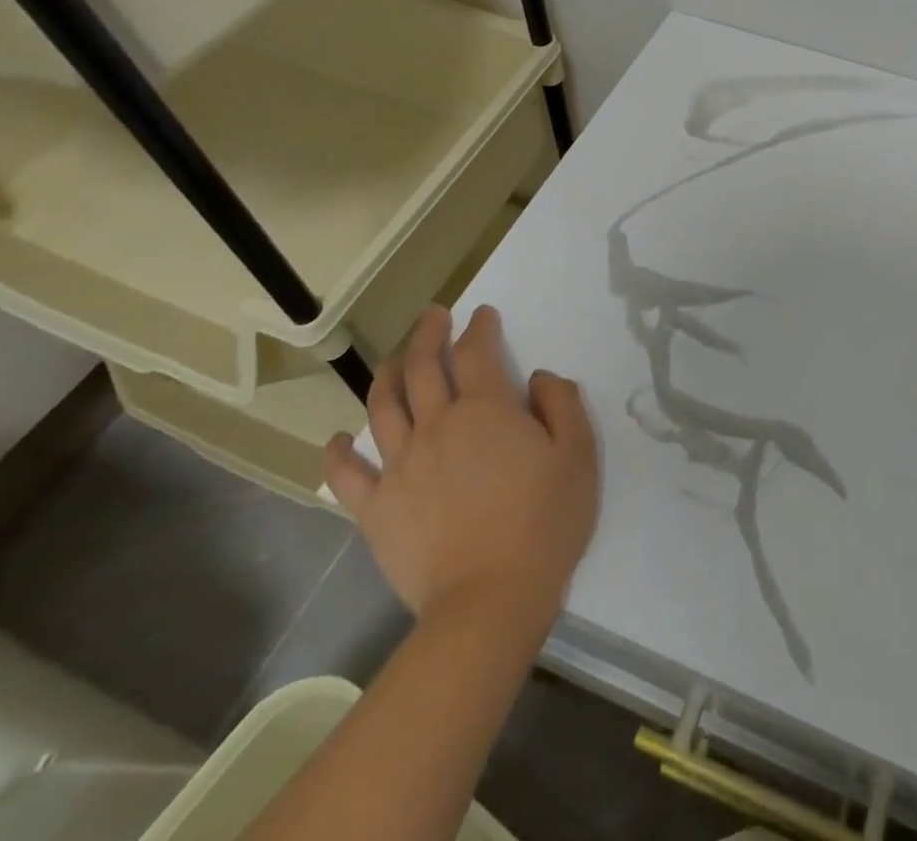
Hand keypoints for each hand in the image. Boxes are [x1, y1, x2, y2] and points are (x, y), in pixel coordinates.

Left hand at [325, 305, 597, 628]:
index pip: (476, 351)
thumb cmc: (544, 522)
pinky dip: (338, 452)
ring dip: (386, 374)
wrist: (490, 600)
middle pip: (422, 366)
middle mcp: (436, 425)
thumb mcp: (578, 454)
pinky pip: (347, 473)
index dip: (479, 328)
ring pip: (382, 406)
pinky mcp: (376, 507)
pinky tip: (338, 439)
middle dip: (428, 334)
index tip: (482, 316)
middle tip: (433, 316)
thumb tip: (538, 377)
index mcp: (486, 409)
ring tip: (392, 360)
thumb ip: (562, 403)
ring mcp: (400, 465)